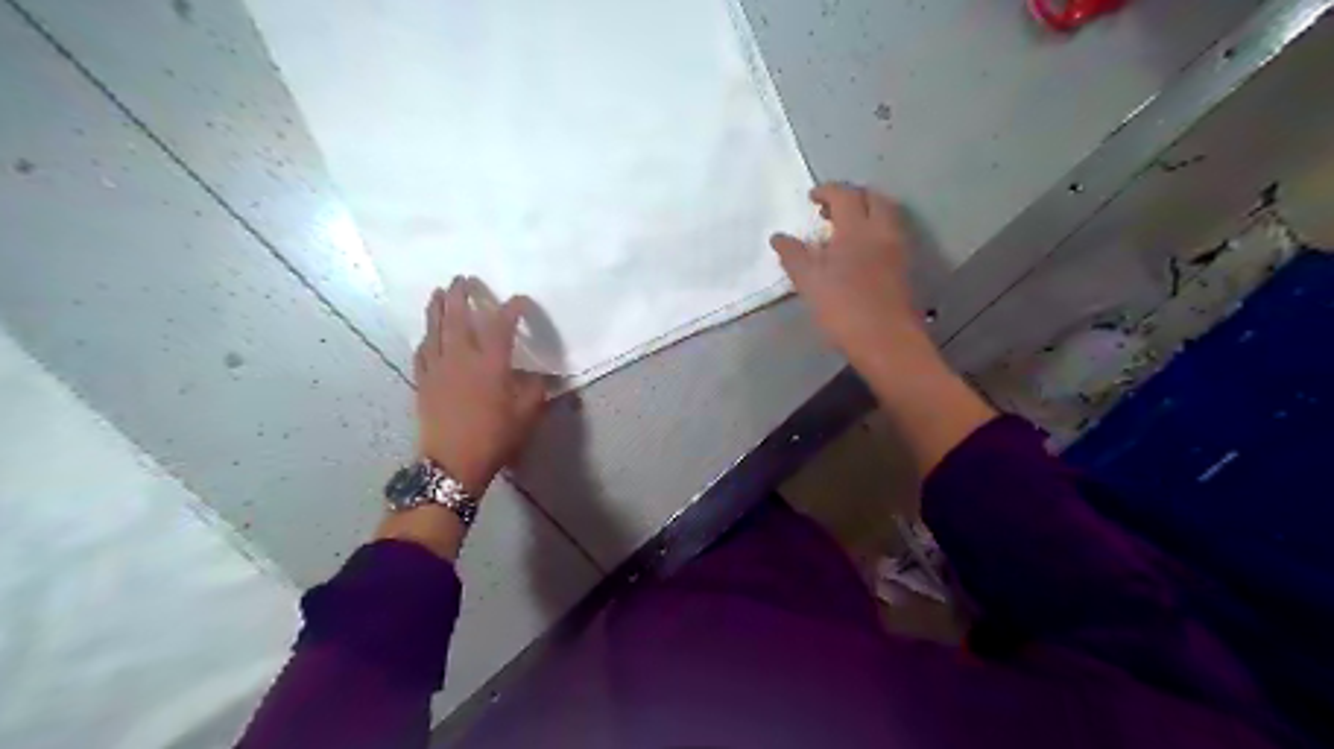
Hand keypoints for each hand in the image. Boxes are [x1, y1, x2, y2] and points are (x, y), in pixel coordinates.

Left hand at [413, 279, 547, 492]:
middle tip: (463, 279)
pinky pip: (422, 351)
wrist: (453, 462)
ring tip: (438, 291)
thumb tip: (537, 375)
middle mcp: (461, 357)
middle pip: (457, 316)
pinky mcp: (423, 381)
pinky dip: (425, 337)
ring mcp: (438, 367)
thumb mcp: (527, 414)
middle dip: (460, 294)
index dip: (512, 307)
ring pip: (434, 329)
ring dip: (436, 307)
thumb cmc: (494, 436)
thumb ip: (535, 389)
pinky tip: (427, 333)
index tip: (520, 300)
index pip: (501, 323)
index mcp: (490, 362)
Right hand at [766, 185, 922, 366]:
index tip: (811, 198)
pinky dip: (874, 231)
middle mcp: (882, 230)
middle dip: (851, 197)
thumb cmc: (843, 308)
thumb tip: (778, 237)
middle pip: (872, 198)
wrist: (886, 340)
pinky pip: (890, 234)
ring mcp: (897, 249)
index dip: (827, 191)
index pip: (844, 195)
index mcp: (857, 228)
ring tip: (842, 230)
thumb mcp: (809, 281)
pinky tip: (858, 252)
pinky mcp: (903, 268)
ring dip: (865, 213)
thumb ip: (793, 255)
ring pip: (885, 215)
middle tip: (829, 211)